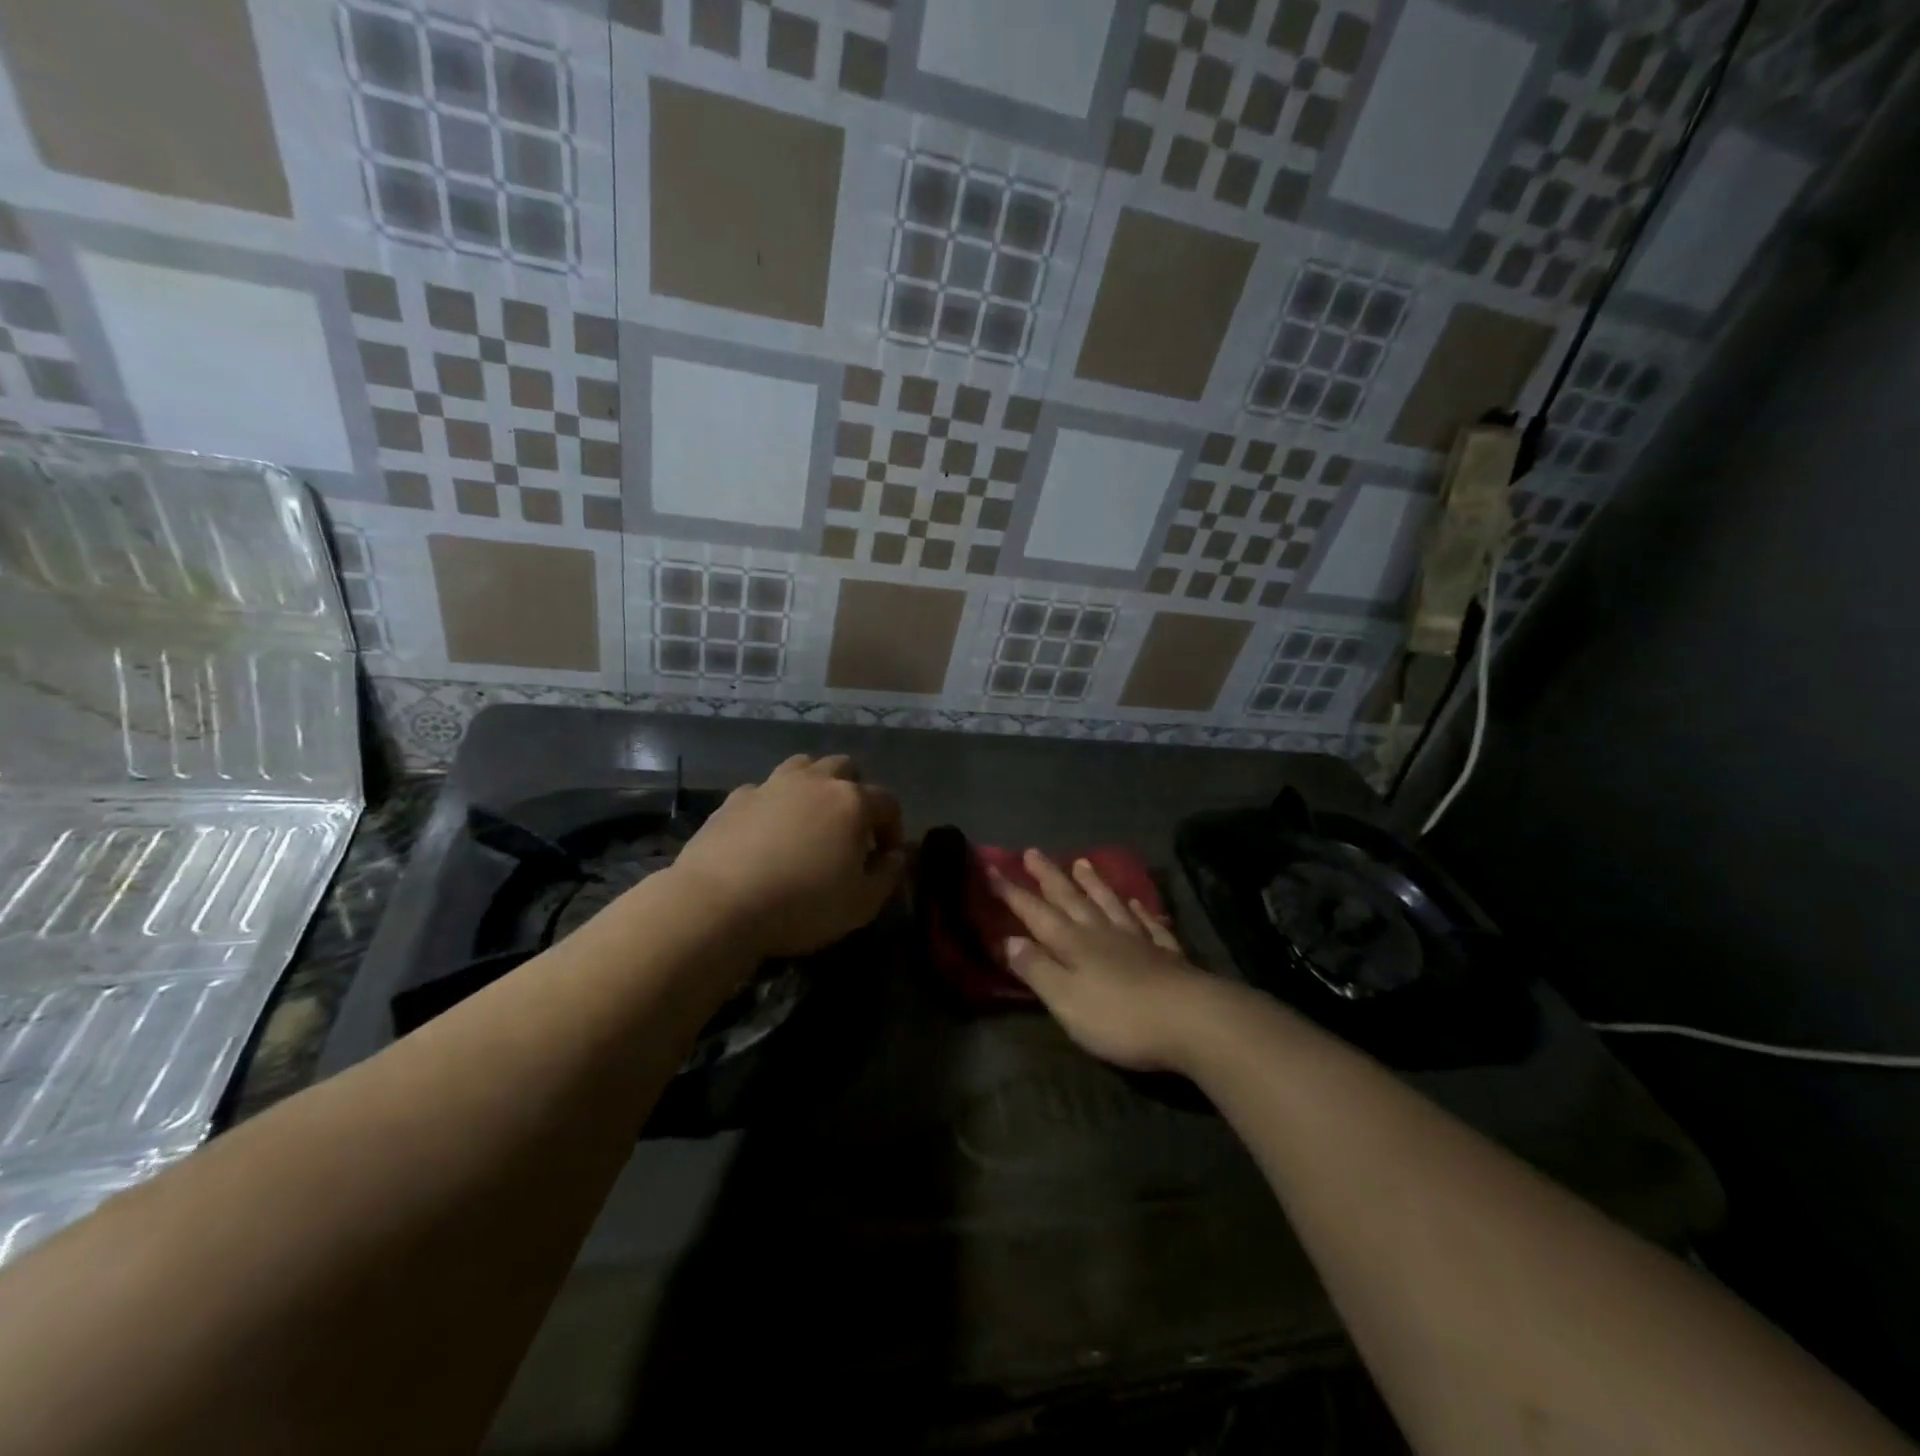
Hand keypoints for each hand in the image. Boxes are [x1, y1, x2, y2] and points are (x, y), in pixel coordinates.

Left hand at [670, 754, 905, 957]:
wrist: (718, 904)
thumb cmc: (802, 905)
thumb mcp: (861, 904)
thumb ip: (888, 875)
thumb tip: (896, 855)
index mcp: (851, 802)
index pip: (887, 802)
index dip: (892, 829)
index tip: (884, 857)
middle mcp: (814, 782)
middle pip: (845, 768)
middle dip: (854, 793)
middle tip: (848, 829)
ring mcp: (771, 785)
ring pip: (803, 767)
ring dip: (814, 786)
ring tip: (809, 820)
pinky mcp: (735, 799)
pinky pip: (764, 790)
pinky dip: (773, 804)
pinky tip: (766, 833)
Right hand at [990, 850, 1218, 1072]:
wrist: (1193, 1020)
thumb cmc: (1119, 1016)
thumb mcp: (1065, 1000)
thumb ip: (1037, 969)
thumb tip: (1008, 940)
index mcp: (1073, 943)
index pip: (1035, 912)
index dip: (1011, 892)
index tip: (991, 868)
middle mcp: (1102, 932)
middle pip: (1070, 899)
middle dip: (1049, 876)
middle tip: (1032, 852)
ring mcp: (1137, 940)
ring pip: (1108, 903)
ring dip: (1093, 884)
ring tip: (1082, 862)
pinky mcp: (1166, 954)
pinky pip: (1148, 924)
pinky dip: (1139, 910)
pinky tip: (1136, 902)